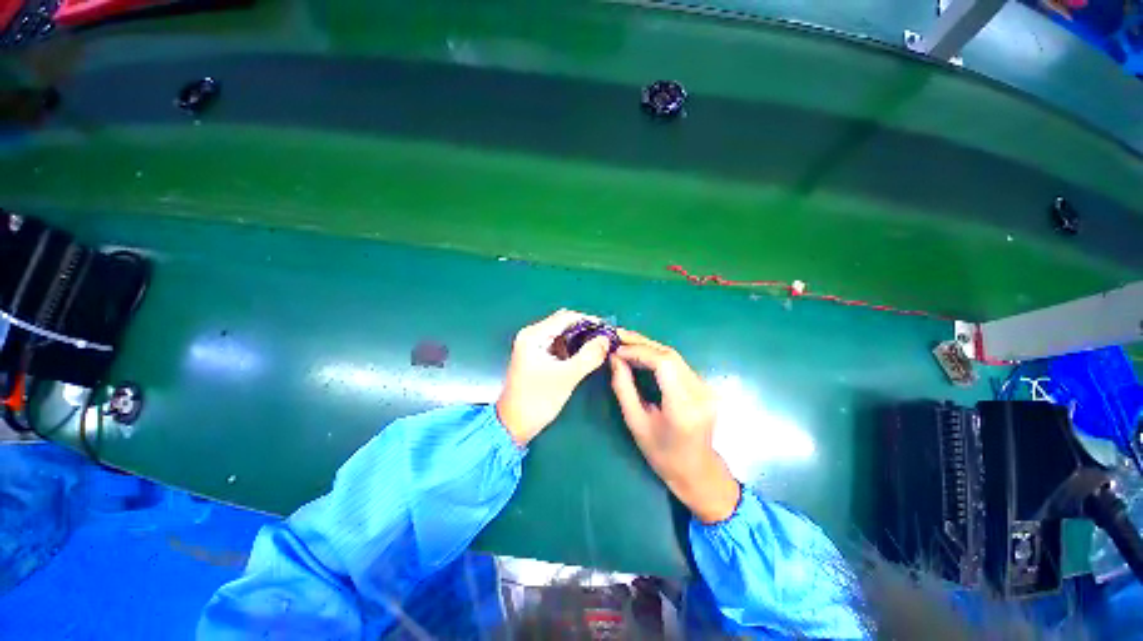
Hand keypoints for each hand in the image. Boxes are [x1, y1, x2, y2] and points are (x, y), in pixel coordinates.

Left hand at [497, 310, 610, 445]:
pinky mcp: (536, 356)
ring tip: (599, 347)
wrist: (514, 425)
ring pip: (562, 334)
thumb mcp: (567, 377)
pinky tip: (584, 355)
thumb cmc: (538, 399)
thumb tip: (606, 339)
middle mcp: (531, 335)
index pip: (566, 317)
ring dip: (580, 339)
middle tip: (605, 339)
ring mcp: (533, 345)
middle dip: (585, 330)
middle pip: (564, 323)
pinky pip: (558, 345)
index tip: (608, 329)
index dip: (589, 320)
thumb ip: (589, 356)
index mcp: (534, 335)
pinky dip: (572, 348)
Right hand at [609, 329, 739, 523]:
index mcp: (683, 407)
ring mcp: (706, 387)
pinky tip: (641, 354)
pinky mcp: (704, 385)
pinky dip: (657, 355)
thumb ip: (623, 388)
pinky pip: (678, 363)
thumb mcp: (636, 423)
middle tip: (617, 336)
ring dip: (648, 346)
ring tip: (625, 342)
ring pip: (674, 356)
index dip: (639, 351)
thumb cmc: (662, 454)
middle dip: (641, 343)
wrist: (697, 470)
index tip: (617, 349)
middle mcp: (700, 392)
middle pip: (670, 355)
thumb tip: (614, 358)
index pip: (664, 364)